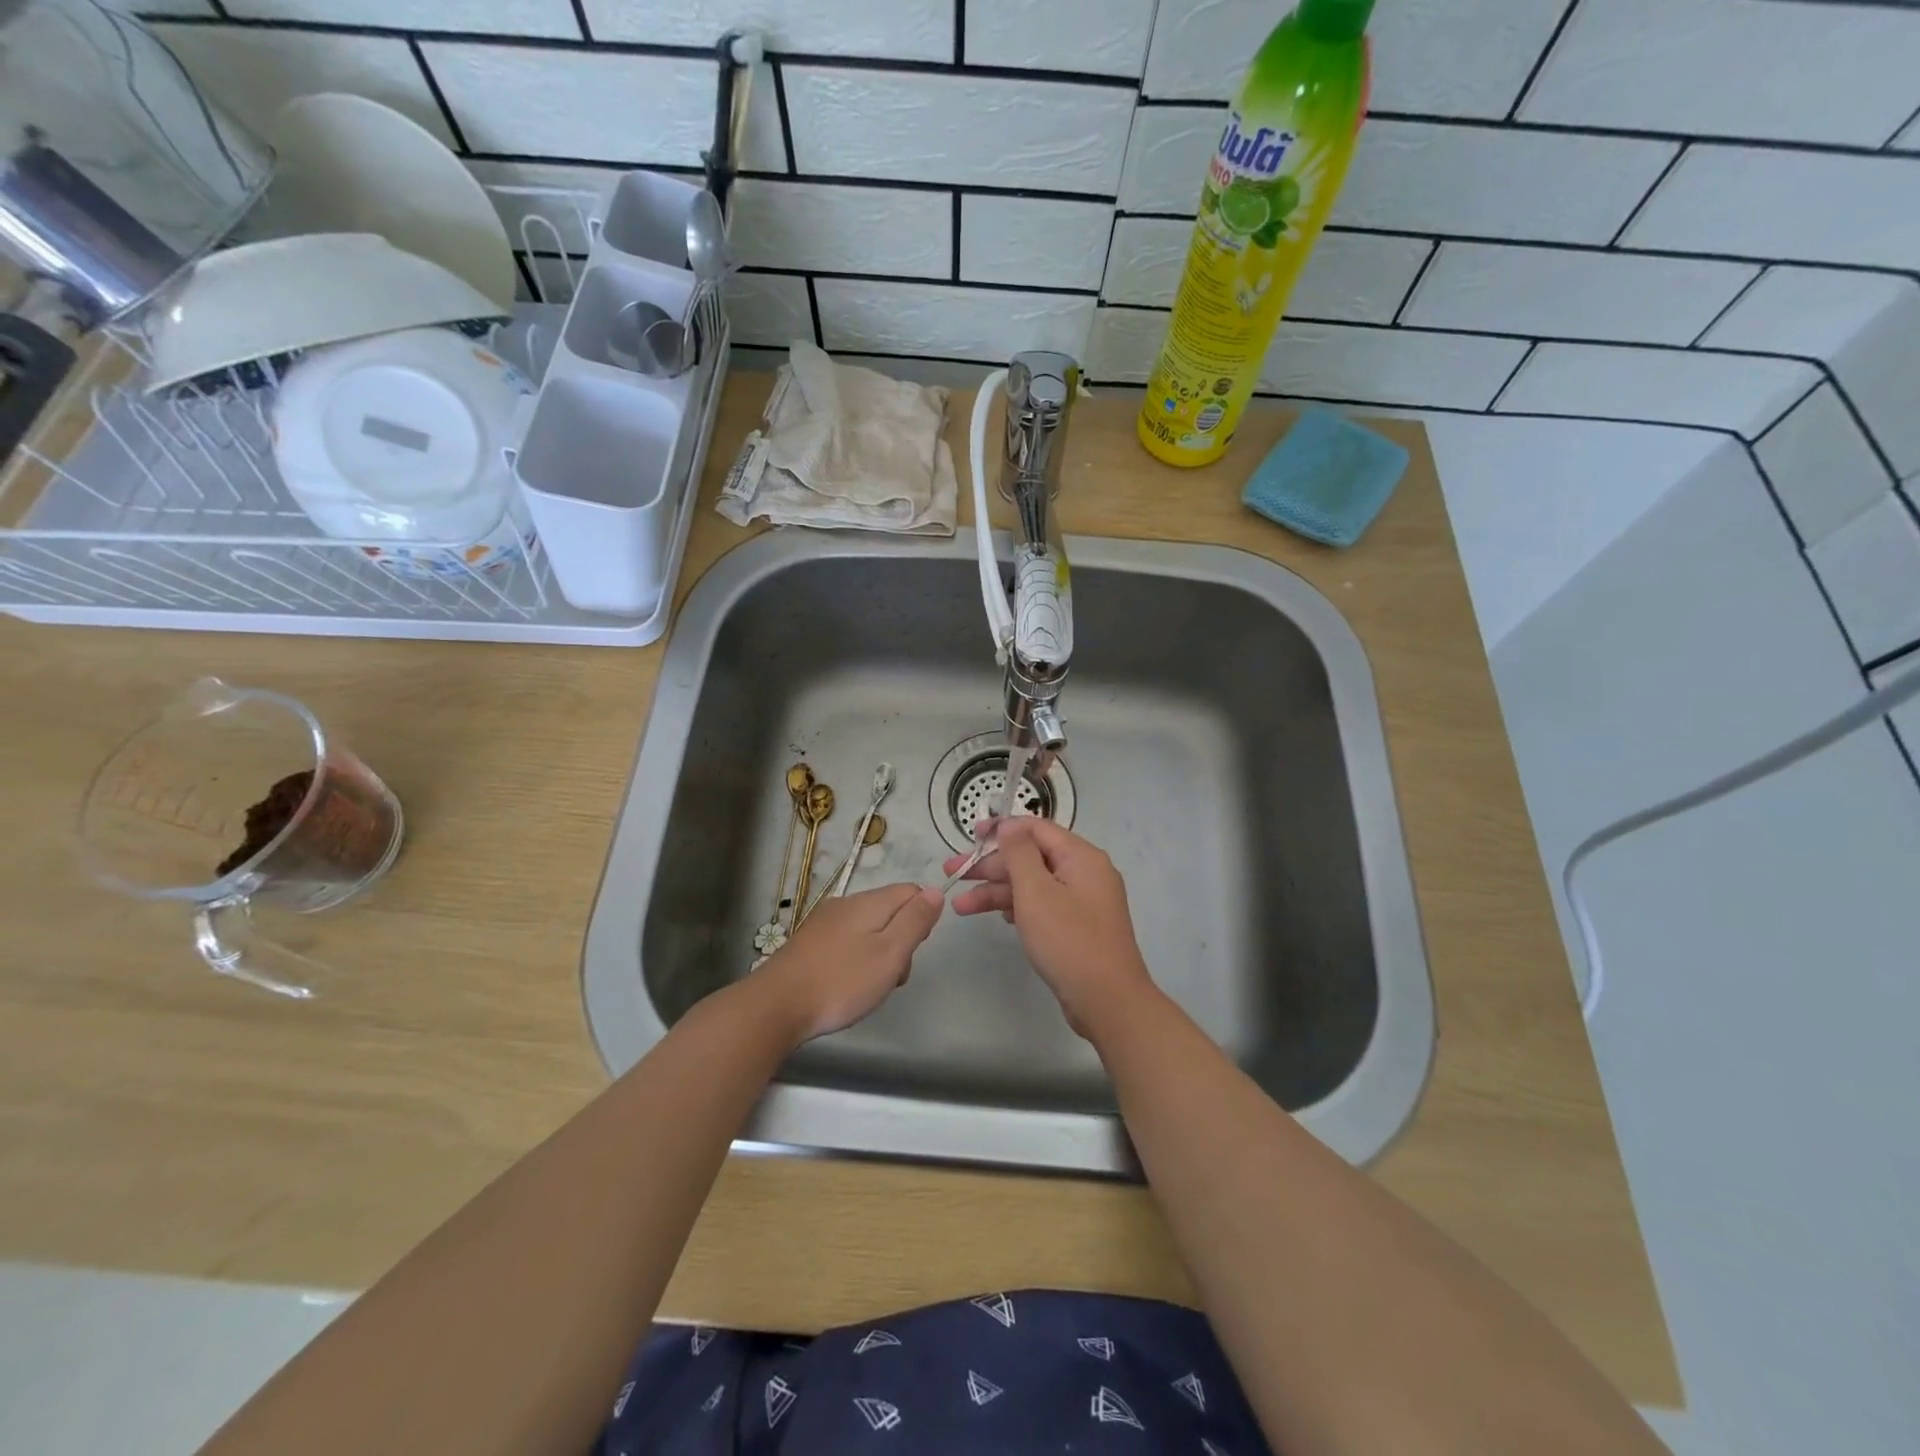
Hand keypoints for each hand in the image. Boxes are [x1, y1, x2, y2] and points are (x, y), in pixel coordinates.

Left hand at [753, 883, 943, 1041]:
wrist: (776, 1005)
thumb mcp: (890, 953)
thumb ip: (915, 921)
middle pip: (890, 912)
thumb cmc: (841, 981)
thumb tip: (937, 890)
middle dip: (899, 943)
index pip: (911, 892)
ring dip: (877, 956)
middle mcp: (846, 904)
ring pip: (868, 930)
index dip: (921, 919)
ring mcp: (824, 923)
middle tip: (890, 977)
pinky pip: (846, 943)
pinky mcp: (809, 943)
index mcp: (869, 902)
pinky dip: (854, 962)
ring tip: (867, 989)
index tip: (911, 951)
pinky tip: (844, 987)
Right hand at [945, 818, 1157, 1037]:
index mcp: (1081, 857)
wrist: (1108, 1003)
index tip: (970, 836)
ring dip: (997, 891)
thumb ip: (1019, 853)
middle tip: (953, 873)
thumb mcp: (1037, 892)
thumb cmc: (1069, 941)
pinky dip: (1017, 908)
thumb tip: (1009, 825)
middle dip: (991, 865)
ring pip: (1033, 885)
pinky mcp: (1077, 927)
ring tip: (960, 906)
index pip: (1036, 828)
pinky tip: (995, 917)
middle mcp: (1085, 873)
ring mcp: (1083, 902)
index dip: (1001, 829)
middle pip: (1031, 857)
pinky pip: (1042, 906)